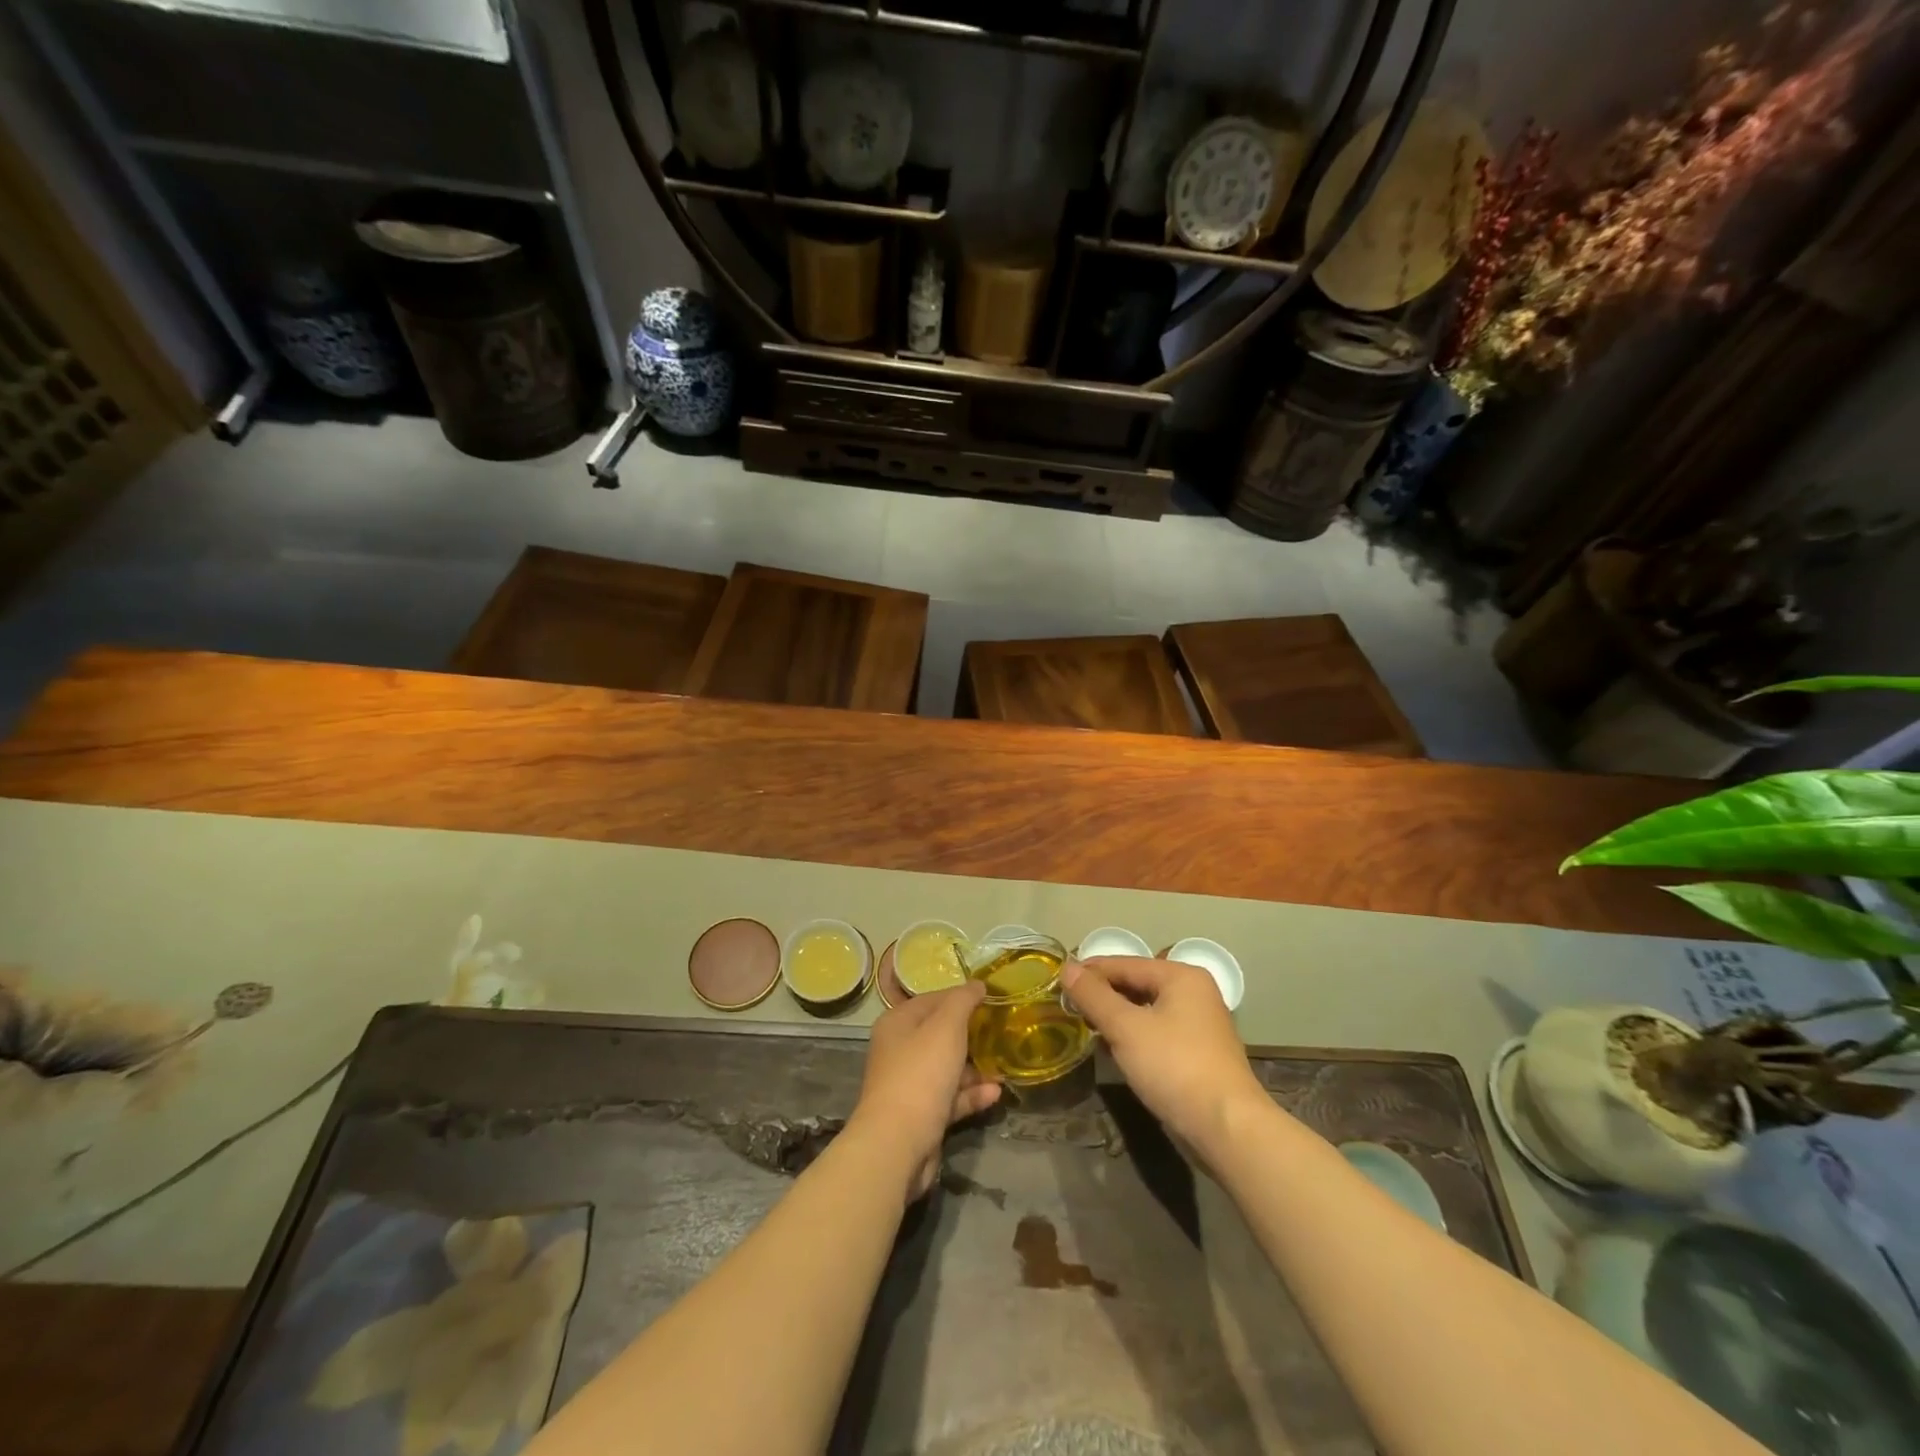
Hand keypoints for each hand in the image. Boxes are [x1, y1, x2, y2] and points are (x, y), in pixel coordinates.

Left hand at [850, 981, 1000, 1199]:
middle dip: (972, 1035)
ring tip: (1004, 1067)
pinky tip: (995, 1093)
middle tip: (1002, 1033)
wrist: (897, 1144)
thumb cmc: (921, 1073)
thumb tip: (977, 984)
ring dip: (976, 1068)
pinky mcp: (921, 1115)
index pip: (934, 999)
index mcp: (898, 1023)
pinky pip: (950, 1097)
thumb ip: (963, 1001)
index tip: (992, 999)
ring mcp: (910, 1084)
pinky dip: (971, 1094)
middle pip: (941, 1035)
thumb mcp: (946, 1027)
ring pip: (948, 1068)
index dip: (962, 997)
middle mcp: (900, 1050)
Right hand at [1061, 956, 1266, 1156]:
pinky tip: (1112, 1048)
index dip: (1089, 970)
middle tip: (1066, 1004)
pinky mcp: (1197, 1053)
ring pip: (1146, 1010)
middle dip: (1102, 994)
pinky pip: (1156, 1032)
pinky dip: (1133, 1035)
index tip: (1057, 980)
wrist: (1227, 1128)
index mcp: (1181, 977)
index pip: (1125, 963)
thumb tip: (1067, 968)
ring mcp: (1199, 1024)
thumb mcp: (1126, 1028)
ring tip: (1083, 1025)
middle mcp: (1194, 993)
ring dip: (1116, 1016)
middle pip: (1137, 984)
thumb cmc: (1174, 1067)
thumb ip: (1094, 996)